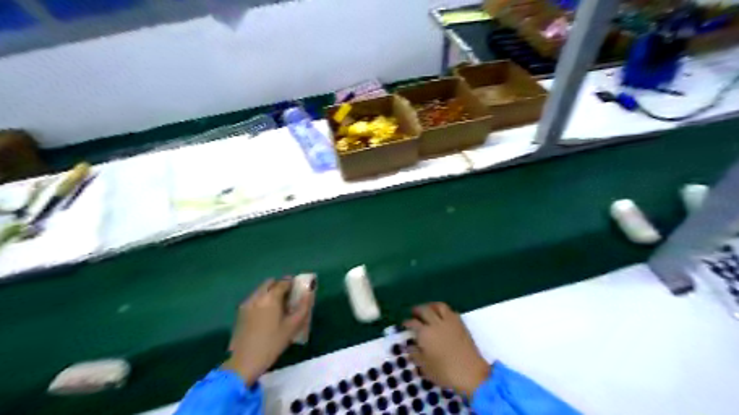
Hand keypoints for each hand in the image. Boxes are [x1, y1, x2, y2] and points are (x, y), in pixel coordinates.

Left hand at [219, 280, 310, 385]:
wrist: (244, 362)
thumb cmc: (272, 343)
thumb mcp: (292, 326)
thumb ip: (303, 307)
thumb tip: (309, 293)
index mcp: (270, 297)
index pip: (283, 282)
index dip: (292, 283)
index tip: (299, 289)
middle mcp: (257, 296)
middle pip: (270, 282)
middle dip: (280, 285)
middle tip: (289, 297)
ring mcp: (247, 304)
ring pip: (261, 290)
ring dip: (270, 292)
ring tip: (279, 307)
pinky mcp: (240, 313)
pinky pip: (254, 299)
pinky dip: (262, 300)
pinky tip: (267, 315)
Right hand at [404, 303, 489, 395]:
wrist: (470, 372)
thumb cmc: (445, 372)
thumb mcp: (425, 367)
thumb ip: (415, 354)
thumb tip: (410, 346)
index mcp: (425, 334)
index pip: (413, 323)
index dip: (407, 322)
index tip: (404, 324)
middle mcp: (435, 323)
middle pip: (424, 310)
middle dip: (417, 309)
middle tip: (413, 312)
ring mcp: (449, 322)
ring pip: (438, 306)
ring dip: (431, 305)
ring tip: (428, 308)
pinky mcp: (460, 323)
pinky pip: (450, 311)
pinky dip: (444, 310)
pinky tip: (442, 314)